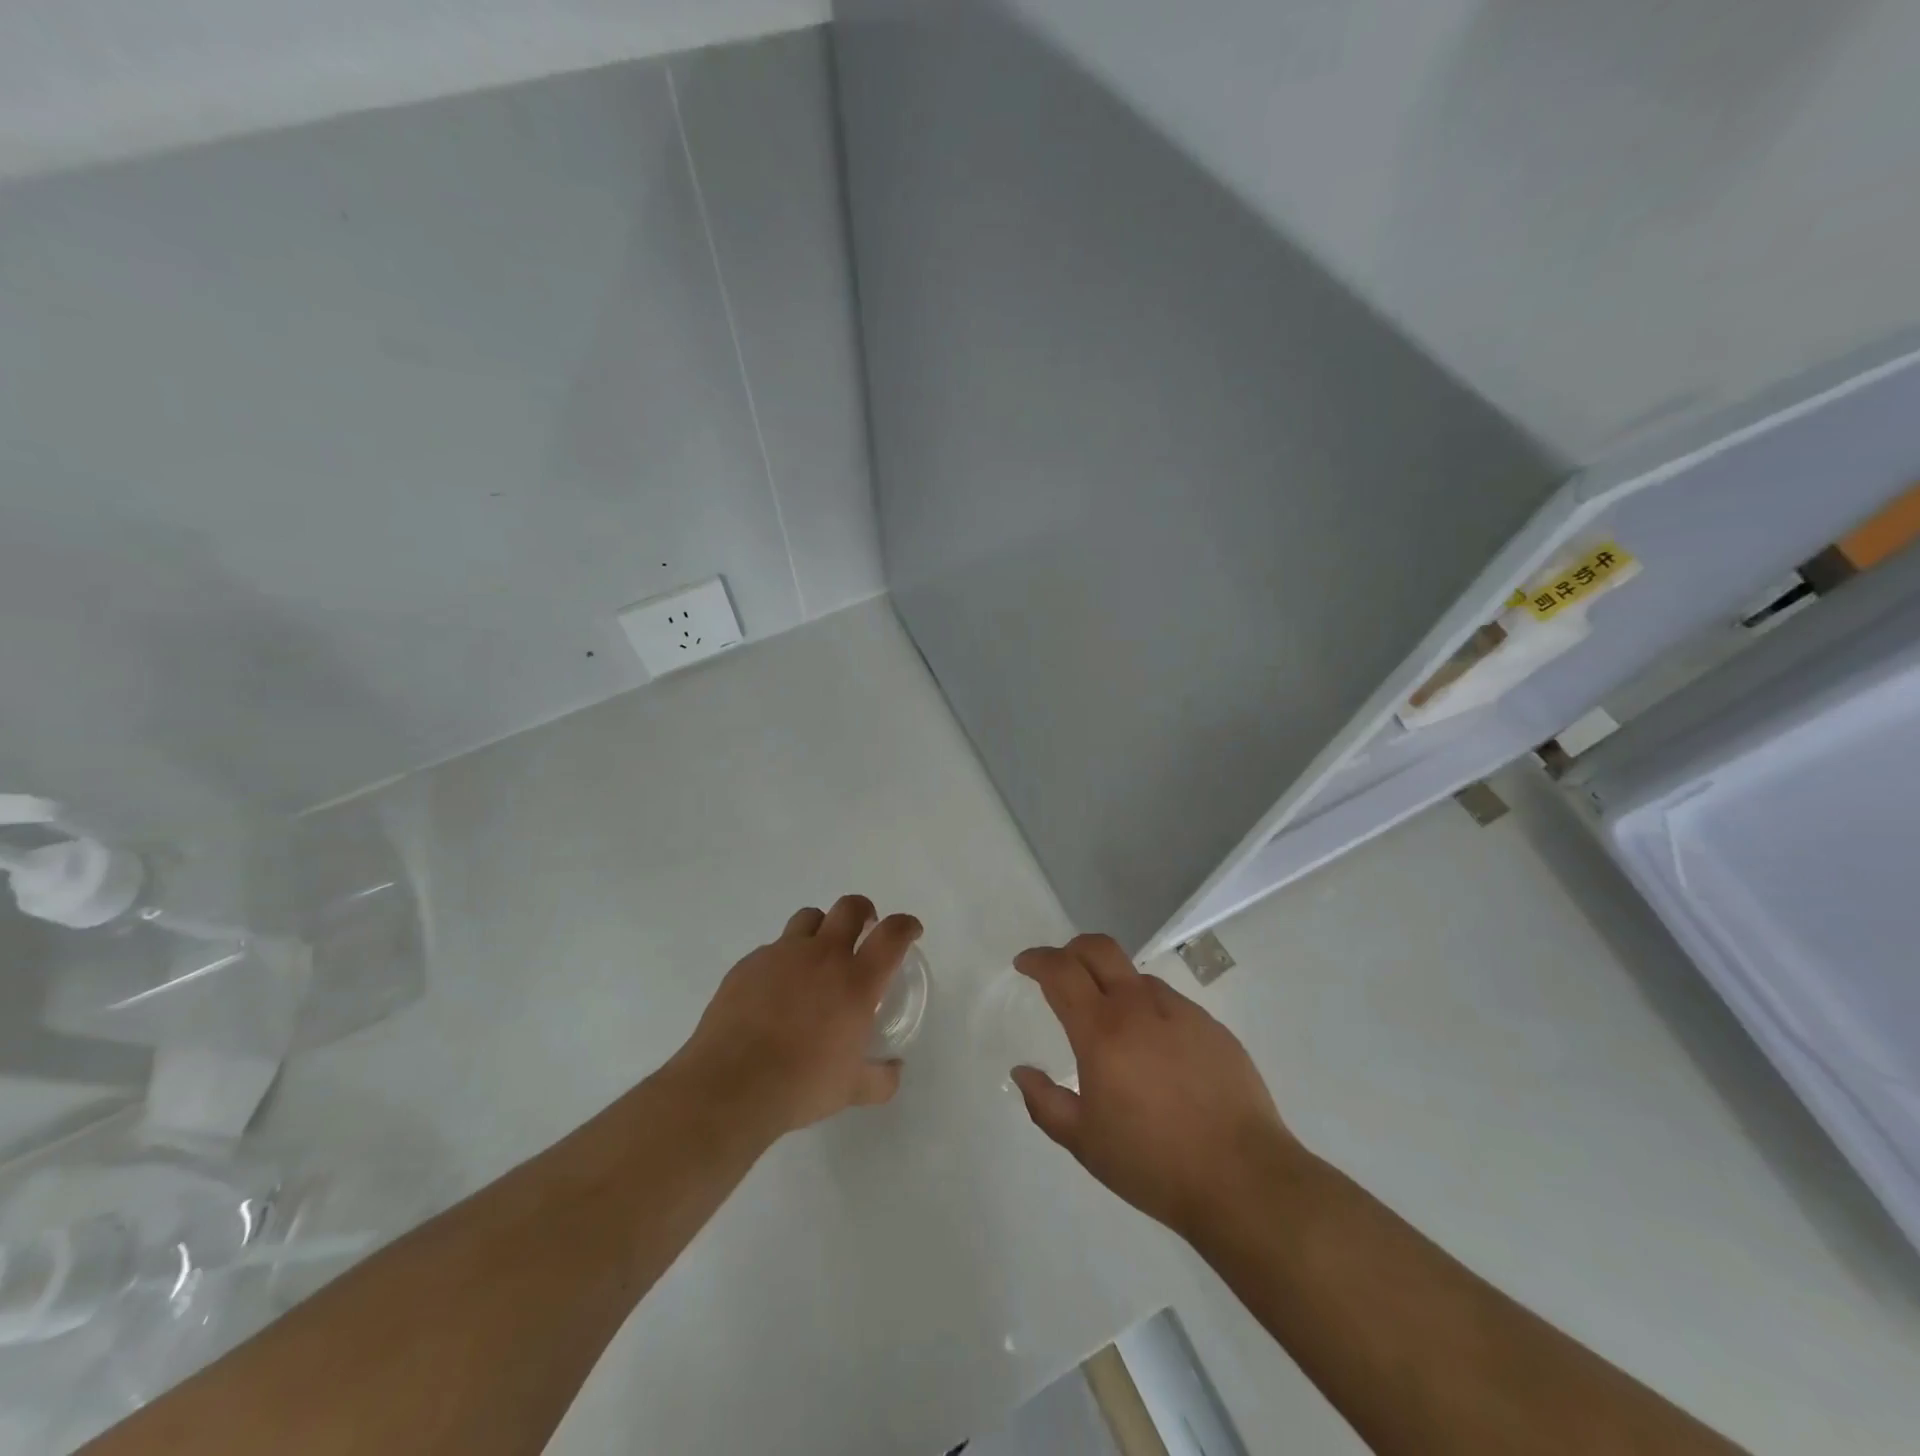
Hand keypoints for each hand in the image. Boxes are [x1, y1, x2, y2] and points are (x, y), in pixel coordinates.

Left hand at [669, 896, 919, 1135]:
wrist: (730, 1085)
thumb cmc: (801, 1084)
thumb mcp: (852, 1090)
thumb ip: (881, 1077)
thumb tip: (894, 1069)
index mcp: (856, 981)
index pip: (892, 934)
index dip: (906, 925)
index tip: (910, 931)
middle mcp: (822, 956)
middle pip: (850, 907)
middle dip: (864, 911)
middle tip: (865, 929)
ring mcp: (781, 954)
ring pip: (809, 918)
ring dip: (822, 929)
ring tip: (818, 956)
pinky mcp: (748, 964)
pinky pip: (773, 948)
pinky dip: (784, 960)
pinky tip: (776, 992)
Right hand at [1010, 934, 1297, 1238]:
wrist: (1243, 1179)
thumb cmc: (1154, 1163)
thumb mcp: (1085, 1143)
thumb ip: (1045, 1103)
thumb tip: (1021, 1071)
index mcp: (1102, 1031)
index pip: (1061, 972)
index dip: (1037, 960)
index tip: (1024, 964)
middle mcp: (1139, 1007)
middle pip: (1099, 949)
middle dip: (1072, 949)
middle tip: (1060, 970)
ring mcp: (1181, 1012)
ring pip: (1136, 977)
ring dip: (1113, 984)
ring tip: (1112, 1025)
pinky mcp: (1212, 1027)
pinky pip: (1169, 1003)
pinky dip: (1149, 1011)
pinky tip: (1156, 1052)